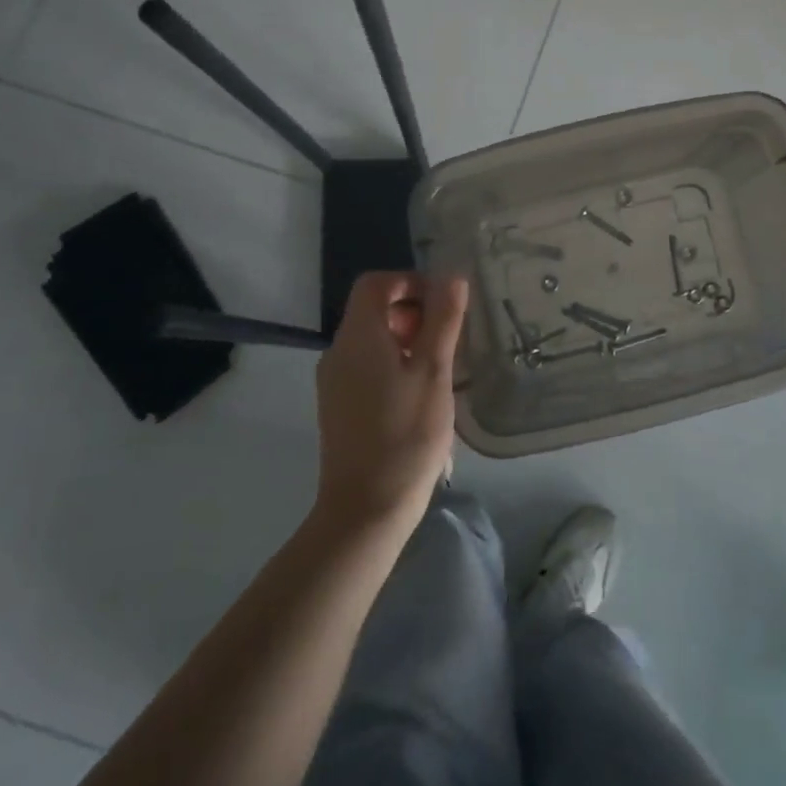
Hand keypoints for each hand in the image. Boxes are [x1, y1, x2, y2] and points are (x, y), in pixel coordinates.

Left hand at [312, 272, 468, 531]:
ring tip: (439, 368)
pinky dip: (394, 363)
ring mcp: (334, 381)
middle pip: (372, 309)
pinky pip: (366, 366)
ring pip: (371, 339)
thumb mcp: (434, 372)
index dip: (410, 282)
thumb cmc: (406, 435)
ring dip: (406, 339)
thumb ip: (443, 320)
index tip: (444, 305)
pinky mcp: (338, 406)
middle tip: (446, 340)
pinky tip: (419, 394)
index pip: (376, 284)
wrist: (366, 508)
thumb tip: (452, 276)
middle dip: (412, 312)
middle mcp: (338, 352)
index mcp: (358, 337)